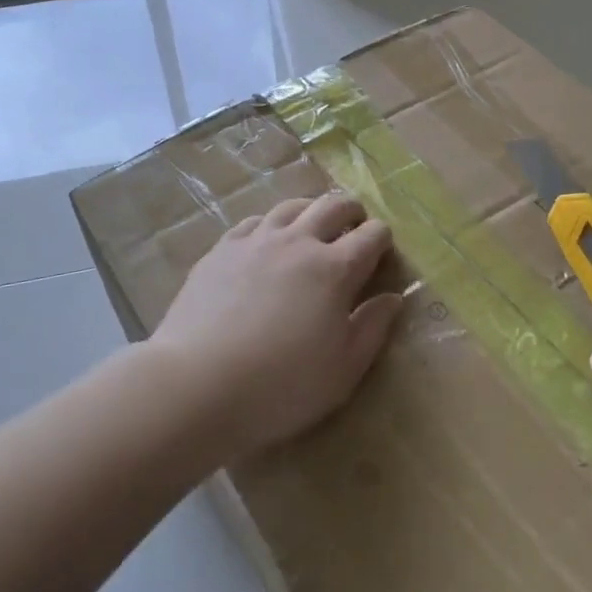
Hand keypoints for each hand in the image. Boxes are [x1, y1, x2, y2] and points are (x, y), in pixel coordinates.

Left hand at [150, 195, 402, 460]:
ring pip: (291, 207)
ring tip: (313, 225)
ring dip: (311, 210)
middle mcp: (298, 242)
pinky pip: (253, 222)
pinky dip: (270, 225)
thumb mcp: (343, 369)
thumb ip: (373, 328)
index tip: (383, 252)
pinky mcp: (221, 250)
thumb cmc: (282, 385)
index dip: (383, 239)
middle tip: (355, 226)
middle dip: (352, 212)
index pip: (371, 235)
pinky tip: (267, 241)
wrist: (199, 383)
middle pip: (333, 206)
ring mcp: (255, 241)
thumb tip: (392, 298)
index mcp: (334, 269)